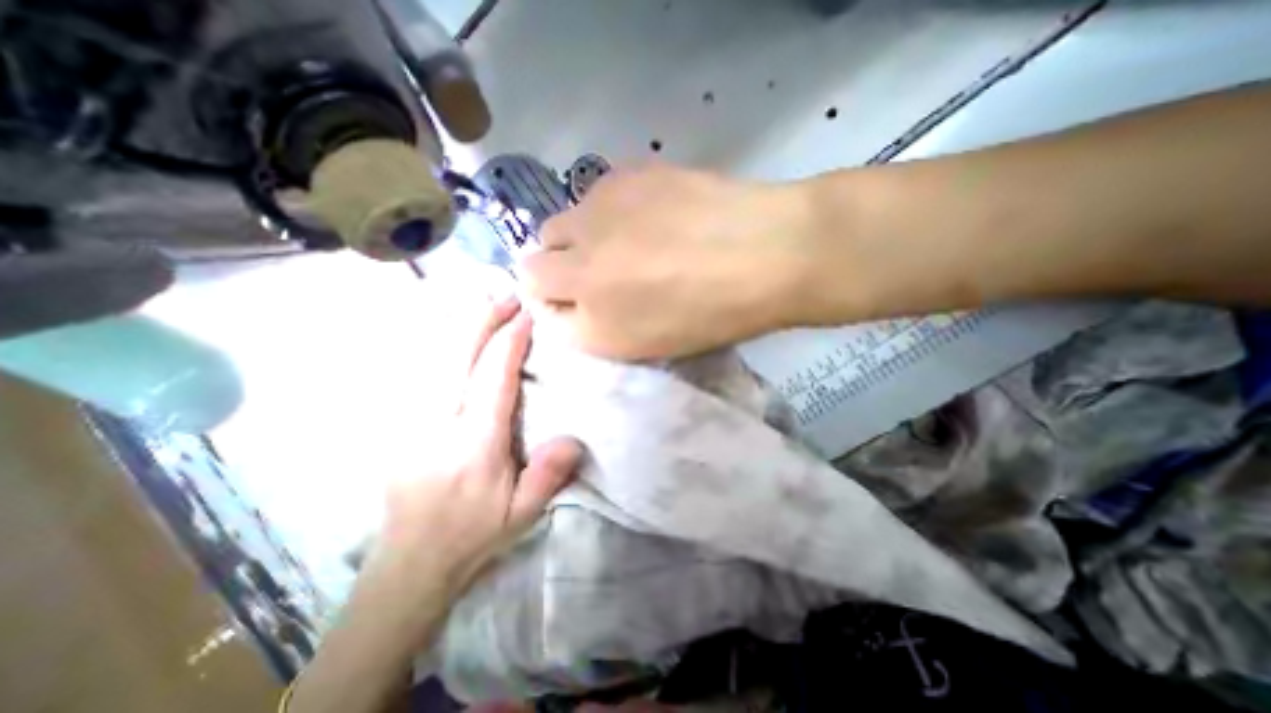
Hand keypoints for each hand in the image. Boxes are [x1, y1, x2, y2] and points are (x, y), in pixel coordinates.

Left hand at [373, 296, 578, 588]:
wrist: (410, 559)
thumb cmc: (474, 533)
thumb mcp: (522, 514)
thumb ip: (548, 475)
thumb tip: (573, 437)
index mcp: (474, 443)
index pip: (493, 377)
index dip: (510, 341)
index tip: (526, 315)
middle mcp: (439, 422)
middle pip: (458, 355)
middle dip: (482, 320)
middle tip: (506, 296)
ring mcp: (412, 419)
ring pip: (433, 356)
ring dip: (460, 324)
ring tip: (483, 302)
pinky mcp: (401, 422)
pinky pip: (419, 369)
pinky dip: (437, 342)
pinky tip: (452, 330)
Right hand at [525, 163, 814, 359]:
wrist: (766, 253)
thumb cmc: (714, 314)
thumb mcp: (649, 345)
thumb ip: (597, 328)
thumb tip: (568, 303)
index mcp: (593, 325)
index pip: (540, 311)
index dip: (556, 305)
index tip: (577, 301)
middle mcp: (579, 271)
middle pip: (533, 266)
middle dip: (555, 271)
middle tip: (595, 271)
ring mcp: (596, 218)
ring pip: (558, 225)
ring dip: (577, 237)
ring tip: (623, 240)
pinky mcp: (621, 176)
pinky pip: (592, 197)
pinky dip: (606, 210)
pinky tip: (647, 213)